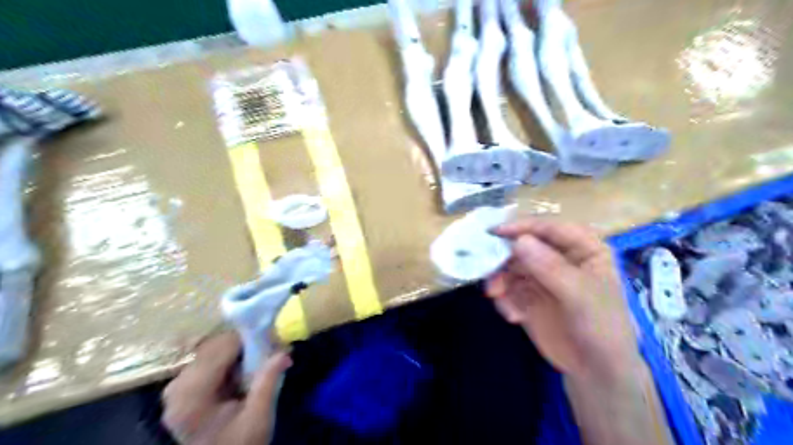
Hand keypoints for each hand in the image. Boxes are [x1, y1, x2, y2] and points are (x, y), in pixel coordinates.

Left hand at [163, 332, 292, 443]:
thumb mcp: (259, 418)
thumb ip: (268, 382)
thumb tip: (284, 351)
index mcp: (191, 397)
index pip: (221, 350)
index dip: (248, 339)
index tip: (274, 338)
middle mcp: (176, 388)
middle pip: (215, 347)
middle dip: (244, 345)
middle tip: (271, 349)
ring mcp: (176, 387)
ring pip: (212, 350)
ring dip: (238, 352)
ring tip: (260, 361)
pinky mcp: (182, 388)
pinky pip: (209, 360)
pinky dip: (229, 359)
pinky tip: (243, 372)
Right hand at [483, 219, 643, 381]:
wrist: (596, 373)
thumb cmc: (602, 328)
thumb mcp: (580, 296)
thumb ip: (550, 267)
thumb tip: (519, 241)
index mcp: (583, 249)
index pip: (550, 228)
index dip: (523, 227)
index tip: (495, 233)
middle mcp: (560, 258)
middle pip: (525, 246)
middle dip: (505, 258)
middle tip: (488, 270)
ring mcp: (542, 278)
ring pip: (511, 267)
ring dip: (501, 280)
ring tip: (497, 296)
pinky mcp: (528, 297)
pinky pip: (508, 288)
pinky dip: (504, 299)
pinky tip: (513, 316)